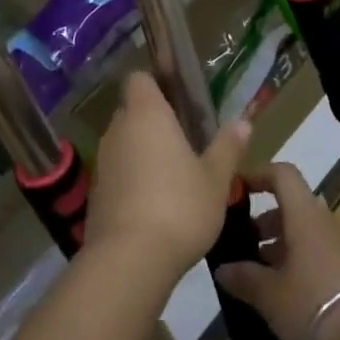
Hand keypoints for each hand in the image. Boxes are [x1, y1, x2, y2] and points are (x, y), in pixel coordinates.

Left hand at [86, 75, 251, 284]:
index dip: (157, 82)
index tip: (179, 98)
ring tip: (175, 175)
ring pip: (125, 142)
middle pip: (133, 110)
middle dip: (155, 121)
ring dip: (144, 151)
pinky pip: (118, 171)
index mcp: (146, 113)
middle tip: (186, 140)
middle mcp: (118, 129)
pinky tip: (156, 203)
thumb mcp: (215, 178)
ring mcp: (103, 160)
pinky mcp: (96, 192)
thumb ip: (228, 146)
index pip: (140, 78)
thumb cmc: (179, 207)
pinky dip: (133, 178)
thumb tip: (244, 120)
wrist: (128, 261)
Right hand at [213, 163, 339, 339]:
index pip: (282, 175)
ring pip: (305, 236)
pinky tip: (288, 302)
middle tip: (242, 250)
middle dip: (264, 225)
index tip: (236, 192)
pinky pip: (320, 259)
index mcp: (303, 216)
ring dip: (281, 250)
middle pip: (291, 209)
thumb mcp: (272, 296)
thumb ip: (245, 279)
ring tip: (260, 281)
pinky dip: (300, 269)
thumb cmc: (318, 305)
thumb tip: (222, 267)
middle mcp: (324, 223)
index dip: (258, 175)